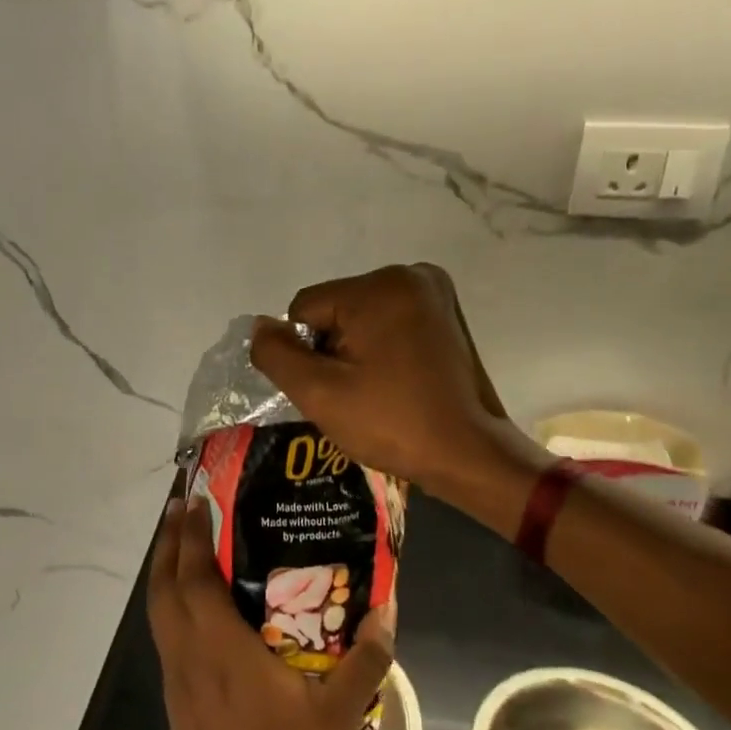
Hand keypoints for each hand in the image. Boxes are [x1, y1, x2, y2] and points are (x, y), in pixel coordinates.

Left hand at [147, 495, 394, 729]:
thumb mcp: (335, 714)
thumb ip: (365, 661)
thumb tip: (388, 610)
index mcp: (220, 644)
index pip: (196, 574)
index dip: (194, 534)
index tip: (196, 498)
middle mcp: (188, 647)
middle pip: (165, 581)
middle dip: (170, 539)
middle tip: (182, 504)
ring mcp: (174, 669)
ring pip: (157, 604)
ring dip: (162, 565)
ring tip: (177, 538)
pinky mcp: (171, 688)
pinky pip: (162, 627)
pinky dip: (166, 597)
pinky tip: (186, 597)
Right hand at [249, 263, 520, 489]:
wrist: (471, 455)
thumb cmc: (393, 423)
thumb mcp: (319, 393)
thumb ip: (276, 354)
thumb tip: (260, 326)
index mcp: (380, 286)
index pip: (305, 310)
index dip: (307, 353)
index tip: (336, 388)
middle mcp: (410, 274)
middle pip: (335, 310)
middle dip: (333, 349)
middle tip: (357, 393)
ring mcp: (434, 291)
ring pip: (360, 317)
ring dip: (356, 349)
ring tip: (378, 389)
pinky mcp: (446, 312)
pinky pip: (388, 321)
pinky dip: (382, 346)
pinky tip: (396, 379)